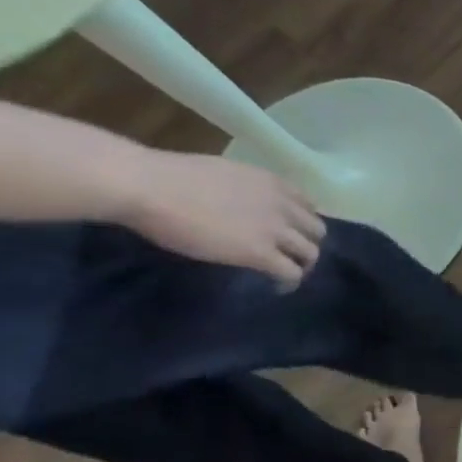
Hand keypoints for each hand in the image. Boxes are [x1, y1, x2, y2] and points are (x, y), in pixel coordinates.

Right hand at [118, 152, 325, 289]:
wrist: (145, 185)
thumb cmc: (166, 175)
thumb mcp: (222, 174)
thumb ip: (244, 191)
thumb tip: (240, 204)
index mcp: (271, 182)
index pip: (307, 206)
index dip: (302, 222)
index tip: (292, 232)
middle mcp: (282, 205)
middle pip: (316, 231)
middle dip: (308, 244)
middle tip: (292, 256)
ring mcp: (274, 230)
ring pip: (311, 253)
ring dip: (303, 265)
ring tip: (286, 274)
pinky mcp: (261, 253)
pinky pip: (291, 273)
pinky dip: (289, 282)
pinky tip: (277, 287)